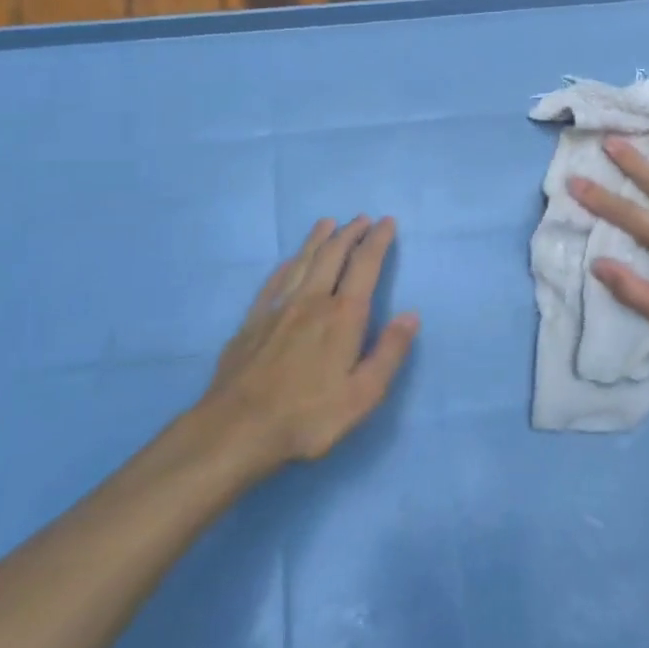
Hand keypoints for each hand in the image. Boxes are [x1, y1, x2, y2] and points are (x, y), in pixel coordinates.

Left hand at [202, 217, 418, 469]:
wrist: (236, 429)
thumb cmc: (308, 417)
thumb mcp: (363, 394)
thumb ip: (389, 352)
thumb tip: (411, 315)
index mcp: (343, 316)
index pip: (364, 266)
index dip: (378, 241)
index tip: (387, 222)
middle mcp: (312, 301)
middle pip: (332, 256)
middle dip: (350, 233)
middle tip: (362, 218)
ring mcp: (278, 308)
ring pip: (302, 261)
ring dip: (319, 239)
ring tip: (328, 223)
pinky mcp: (253, 321)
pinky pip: (274, 280)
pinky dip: (288, 263)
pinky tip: (290, 260)